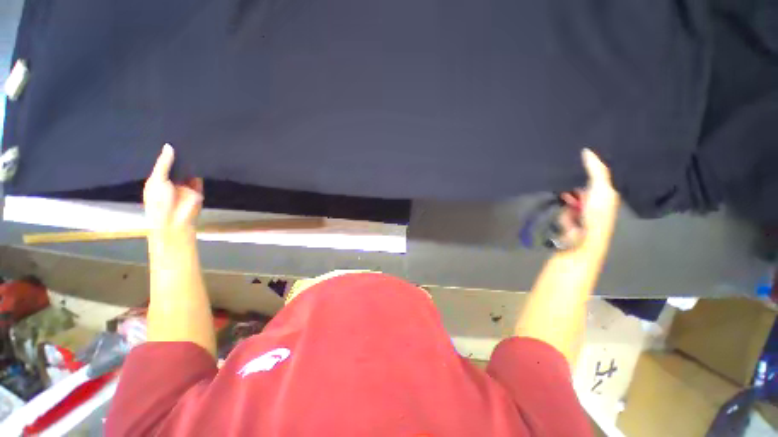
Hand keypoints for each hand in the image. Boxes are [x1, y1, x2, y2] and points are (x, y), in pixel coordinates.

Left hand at [143, 144, 202, 235]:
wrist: (176, 220)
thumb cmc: (159, 201)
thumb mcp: (157, 180)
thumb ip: (164, 163)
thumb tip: (169, 146)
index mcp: (157, 180)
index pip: (161, 164)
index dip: (165, 154)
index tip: (168, 139)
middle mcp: (171, 181)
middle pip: (176, 166)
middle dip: (179, 156)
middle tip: (183, 138)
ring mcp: (185, 186)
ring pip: (188, 171)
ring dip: (190, 163)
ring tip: (194, 145)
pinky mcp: (198, 189)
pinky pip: (200, 178)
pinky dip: (201, 171)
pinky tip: (203, 159)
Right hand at [558, 149, 619, 243]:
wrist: (581, 239)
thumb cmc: (596, 214)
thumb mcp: (601, 189)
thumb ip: (596, 170)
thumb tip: (586, 150)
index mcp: (606, 194)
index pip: (598, 176)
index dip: (591, 165)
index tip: (579, 153)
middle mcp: (594, 201)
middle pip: (583, 183)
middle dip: (575, 176)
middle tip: (564, 164)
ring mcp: (578, 209)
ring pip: (570, 192)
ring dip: (565, 187)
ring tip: (556, 176)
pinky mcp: (565, 215)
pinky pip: (560, 202)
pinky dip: (557, 199)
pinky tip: (554, 193)